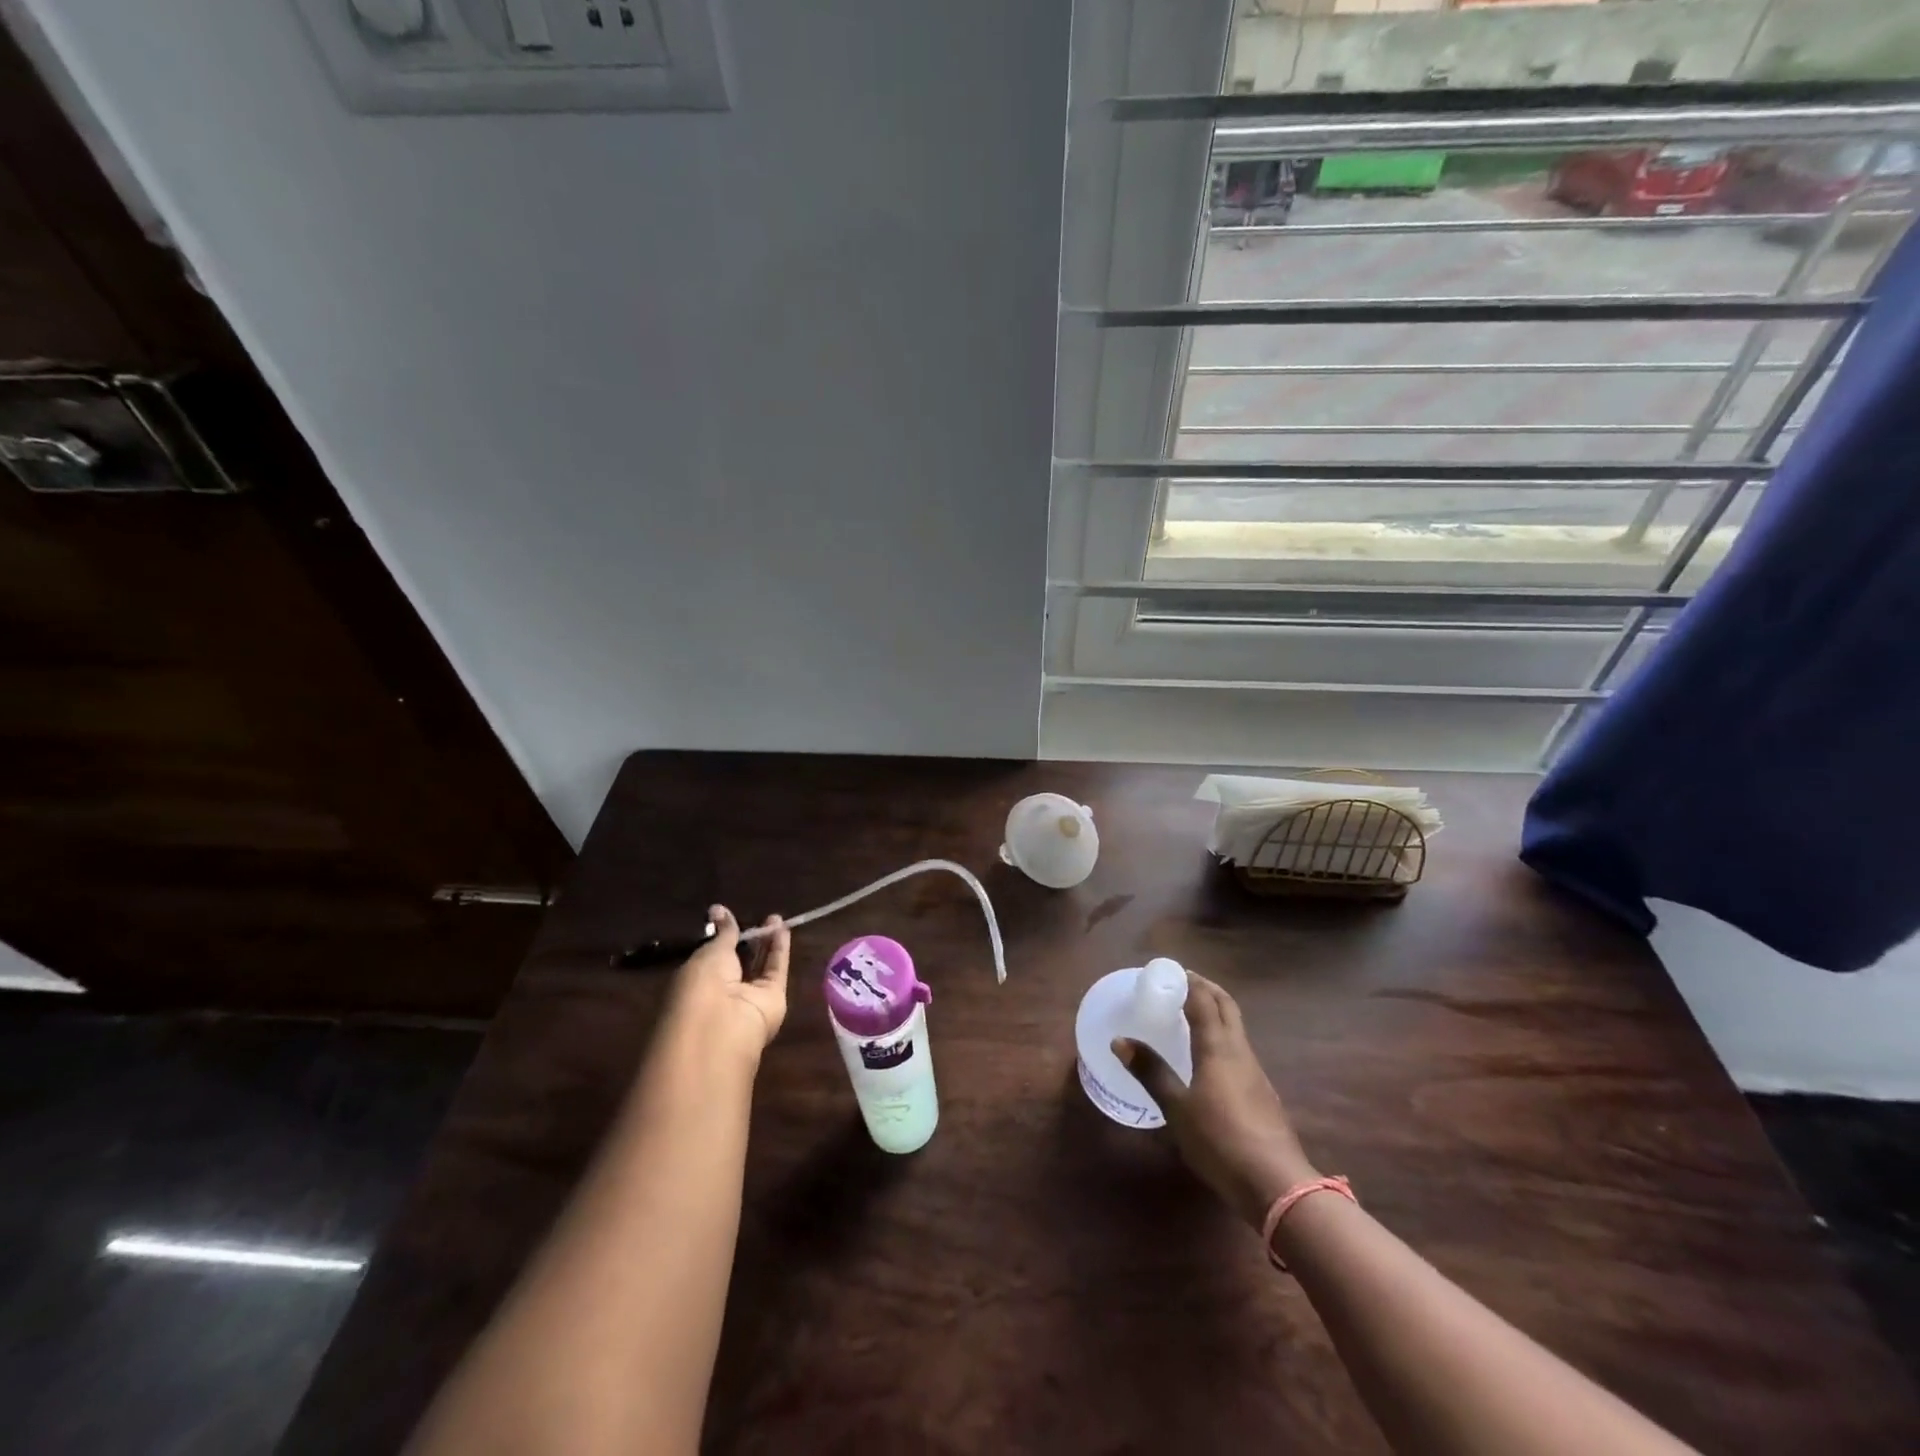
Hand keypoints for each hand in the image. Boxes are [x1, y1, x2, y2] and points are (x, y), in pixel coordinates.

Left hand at [664, 906, 789, 1067]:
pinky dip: (780, 951)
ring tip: (775, 918)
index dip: (722, 937)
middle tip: (759, 915)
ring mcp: (748, 997)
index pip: (712, 957)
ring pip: (759, 965)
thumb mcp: (709, 953)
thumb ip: (723, 933)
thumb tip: (718, 909)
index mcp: (697, 981)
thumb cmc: (702, 985)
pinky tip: (784, 929)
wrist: (722, 1026)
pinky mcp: (772, 999)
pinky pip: (776, 970)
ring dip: (766, 942)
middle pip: (739, 961)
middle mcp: (722, 991)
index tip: (730, 917)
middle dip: (748, 939)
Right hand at [1115, 972, 1315, 1230]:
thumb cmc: (1219, 1140)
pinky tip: (1210, 1056)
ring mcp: (1255, 1072)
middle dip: (1207, 989)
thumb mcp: (1177, 1108)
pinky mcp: (1263, 1094)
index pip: (1204, 1000)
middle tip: (1183, 982)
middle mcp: (1239, 1051)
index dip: (1188, 981)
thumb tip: (1119, 1040)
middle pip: (1227, 1007)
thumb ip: (1151, 1072)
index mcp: (1218, 1047)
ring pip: (1236, 1028)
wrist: (1277, 1184)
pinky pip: (1239, 1049)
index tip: (1169, 970)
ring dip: (1217, 1011)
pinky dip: (1223, 1036)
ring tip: (1192, 1014)